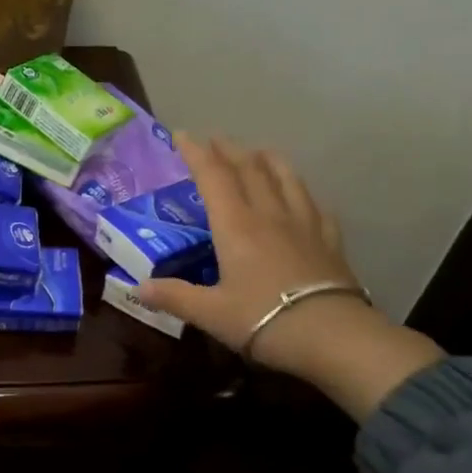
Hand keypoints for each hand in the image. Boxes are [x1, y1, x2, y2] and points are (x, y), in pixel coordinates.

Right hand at [137, 139, 443, 419]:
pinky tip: (299, 196)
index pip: (213, 176)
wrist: (333, 337)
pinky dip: (299, 191)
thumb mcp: (209, 313)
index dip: (196, 153)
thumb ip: (174, 297)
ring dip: (266, 160)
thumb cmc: (263, 320)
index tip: (182, 135)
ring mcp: (305, 225)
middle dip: (229, 150)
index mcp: (236, 226)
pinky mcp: (330, 241)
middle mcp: (270, 215)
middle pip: (250, 169)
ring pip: (285, 178)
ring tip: (256, 153)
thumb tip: (138, 288)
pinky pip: (313, 204)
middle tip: (214, 140)